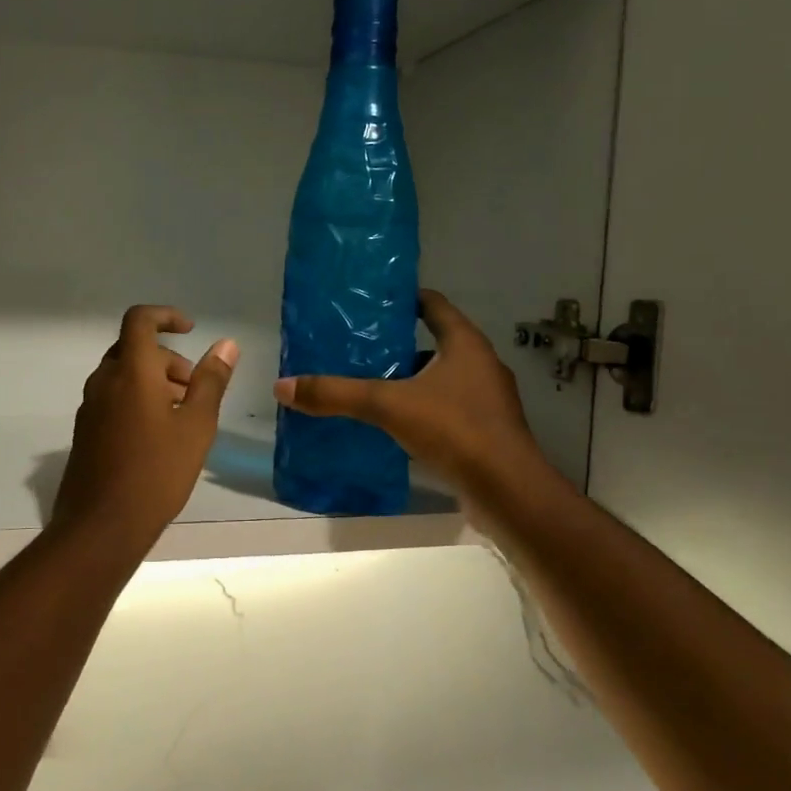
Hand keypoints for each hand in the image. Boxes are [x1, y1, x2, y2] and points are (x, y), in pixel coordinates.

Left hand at [51, 305, 238, 557]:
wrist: (102, 525)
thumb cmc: (157, 472)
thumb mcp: (196, 425)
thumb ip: (211, 381)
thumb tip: (226, 344)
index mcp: (130, 372)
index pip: (139, 320)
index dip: (165, 316)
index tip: (191, 331)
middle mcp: (103, 381)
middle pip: (133, 349)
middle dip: (167, 358)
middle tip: (194, 387)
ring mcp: (90, 407)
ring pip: (123, 376)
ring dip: (153, 380)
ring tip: (181, 414)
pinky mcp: (85, 431)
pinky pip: (113, 398)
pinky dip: (136, 399)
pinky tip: (157, 435)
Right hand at [273, 290, 542, 492]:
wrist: (507, 490)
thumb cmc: (455, 430)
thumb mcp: (388, 406)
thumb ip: (337, 394)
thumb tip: (283, 386)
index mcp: (465, 344)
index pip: (434, 305)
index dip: (405, 299)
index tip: (372, 302)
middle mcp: (481, 365)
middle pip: (436, 342)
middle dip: (398, 344)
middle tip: (358, 348)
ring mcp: (487, 400)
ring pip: (441, 379)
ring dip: (410, 380)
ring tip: (369, 386)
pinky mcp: (485, 431)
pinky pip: (447, 409)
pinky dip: (422, 410)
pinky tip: (393, 424)